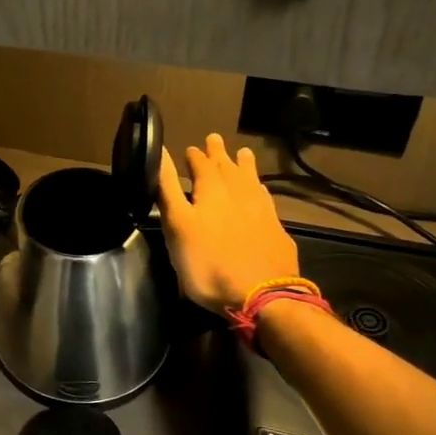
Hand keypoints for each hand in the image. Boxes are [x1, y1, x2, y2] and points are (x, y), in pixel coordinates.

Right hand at [157, 135, 300, 313]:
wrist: (262, 295)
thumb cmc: (208, 263)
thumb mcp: (177, 226)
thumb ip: (168, 189)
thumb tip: (159, 152)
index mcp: (212, 190)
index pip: (201, 164)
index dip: (194, 156)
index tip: (190, 149)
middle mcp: (239, 193)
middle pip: (228, 167)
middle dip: (219, 153)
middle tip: (215, 139)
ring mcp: (261, 211)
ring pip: (251, 180)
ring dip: (244, 165)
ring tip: (243, 153)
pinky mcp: (276, 230)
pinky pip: (266, 199)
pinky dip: (260, 189)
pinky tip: (260, 192)